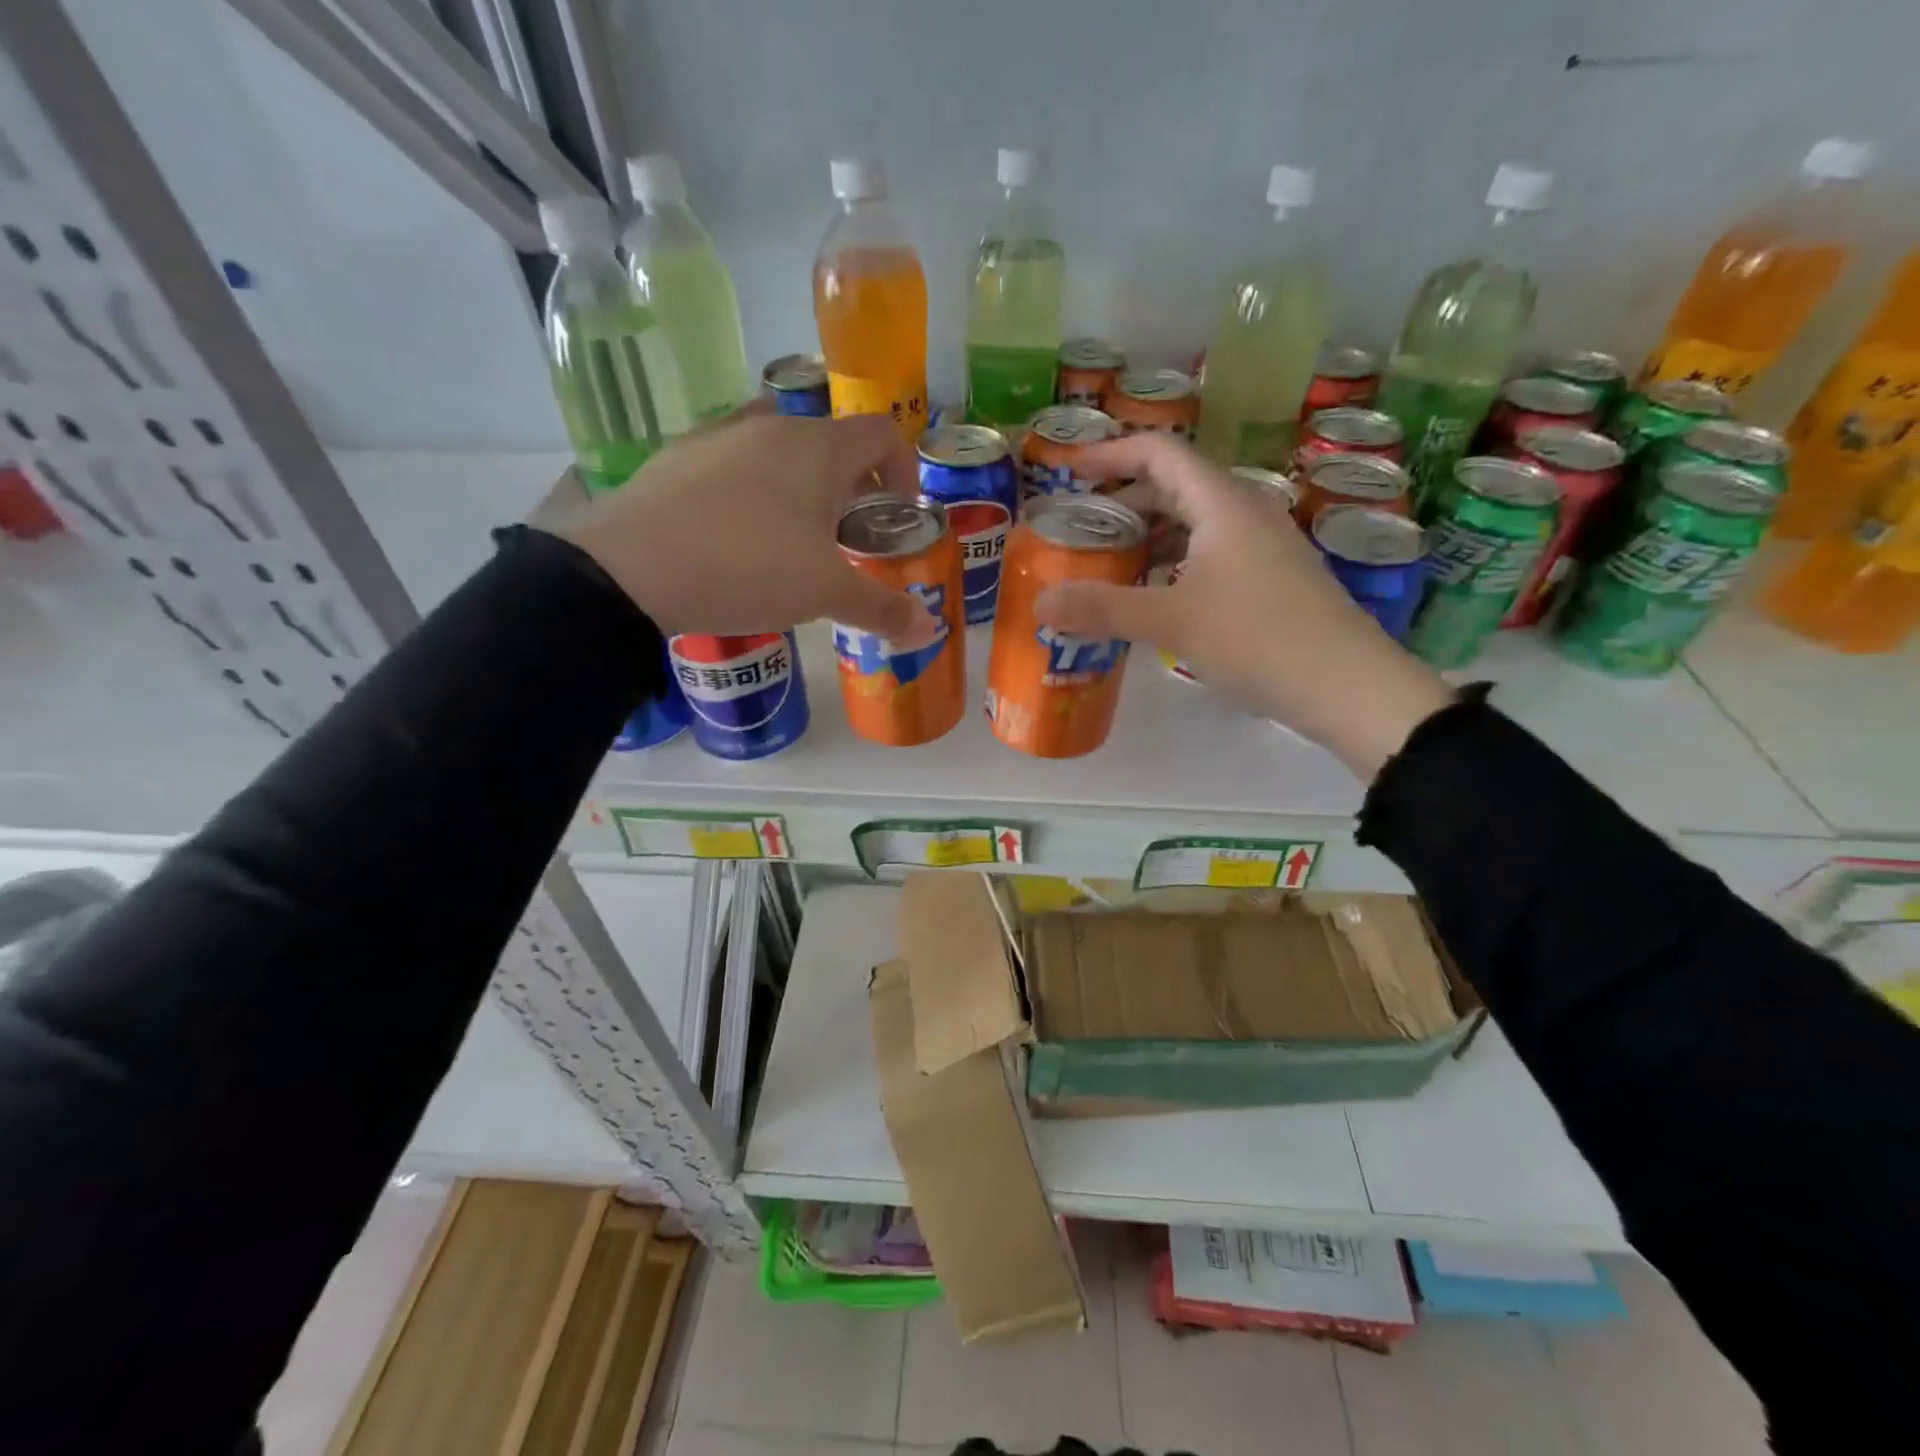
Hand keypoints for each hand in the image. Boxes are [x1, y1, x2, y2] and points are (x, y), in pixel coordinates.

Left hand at [557, 406, 937, 646]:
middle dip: (851, 485)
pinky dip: (749, 488)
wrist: (634, 568)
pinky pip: (731, 462)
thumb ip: (881, 609)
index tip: (897, 513)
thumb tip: (929, 628)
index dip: (902, 469)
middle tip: (847, 536)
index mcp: (820, 448)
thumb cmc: (750, 569)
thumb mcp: (825, 594)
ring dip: (799, 483)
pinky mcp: (677, 456)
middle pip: (831, 441)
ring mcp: (719, 436)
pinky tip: (734, 533)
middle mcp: (772, 427)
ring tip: (791, 534)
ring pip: (778, 448)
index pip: (882, 433)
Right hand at [1031, 434, 1453, 778]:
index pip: (1160, 452)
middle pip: (1175, 485)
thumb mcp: (1172, 622)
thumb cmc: (1258, 638)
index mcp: (1222, 503)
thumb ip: (1103, 609)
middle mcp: (1245, 512)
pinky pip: (1210, 552)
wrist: (1347, 685)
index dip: (1111, 453)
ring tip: (1109, 563)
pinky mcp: (1270, 578)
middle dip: (1124, 500)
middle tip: (1081, 528)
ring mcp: (1263, 545)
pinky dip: (1174, 562)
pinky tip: (1155, 596)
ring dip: (1149, 534)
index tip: (1069, 472)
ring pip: (1194, 522)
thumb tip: (1039, 604)